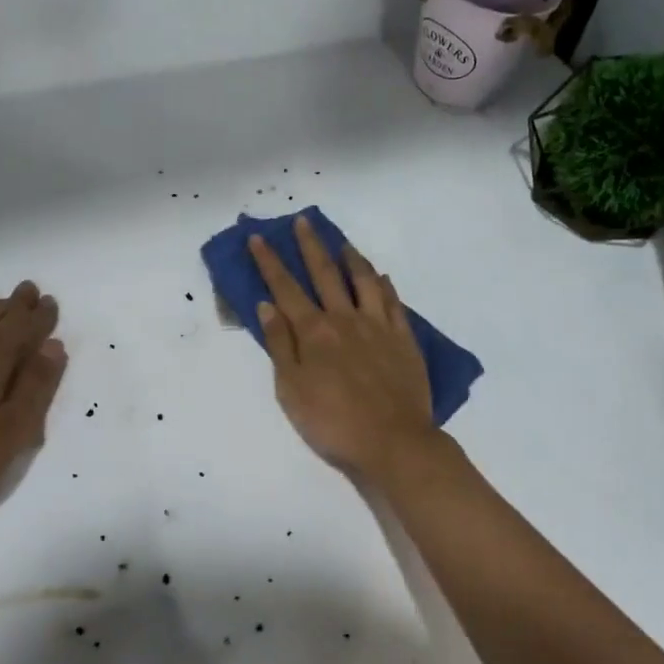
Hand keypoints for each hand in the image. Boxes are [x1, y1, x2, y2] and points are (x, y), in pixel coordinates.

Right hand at [249, 217, 437, 480]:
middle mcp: (346, 319)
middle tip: (303, 222)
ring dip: (351, 258)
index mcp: (314, 332)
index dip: (270, 262)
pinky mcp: (404, 339)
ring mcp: (379, 327)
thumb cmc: (333, 423)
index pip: (286, 288)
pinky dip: (384, 286)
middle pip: (325, 274)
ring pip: (363, 281)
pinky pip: (393, 303)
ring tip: (343, 243)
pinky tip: (381, 278)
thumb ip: (281, 346)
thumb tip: (268, 306)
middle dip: (310, 246)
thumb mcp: (292, 391)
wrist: (393, 442)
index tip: (259, 238)